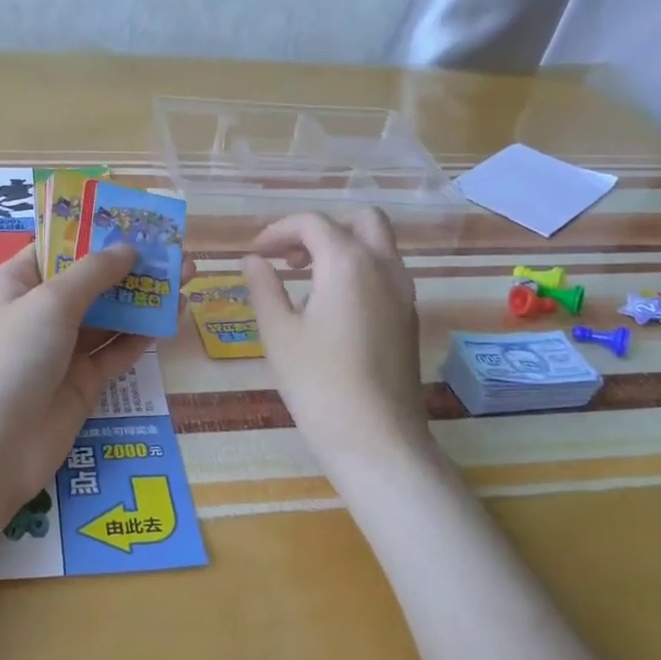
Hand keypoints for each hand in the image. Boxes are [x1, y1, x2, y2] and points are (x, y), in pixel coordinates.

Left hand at [0, 243, 183, 504]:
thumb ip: (94, 273)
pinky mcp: (82, 383)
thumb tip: (129, 248)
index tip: (136, 222)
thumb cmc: (11, 355)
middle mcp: (38, 313)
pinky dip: (142, 335)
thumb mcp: (50, 301)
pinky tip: (173, 318)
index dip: (95, 234)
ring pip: (109, 317)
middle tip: (176, 252)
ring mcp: (62, 350)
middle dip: (131, 267)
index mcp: (17, 283)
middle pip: (90, 282)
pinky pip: (116, 352)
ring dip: (143, 299)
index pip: (58, 248)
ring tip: (187, 278)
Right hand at [242, 210, 431, 467]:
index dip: (279, 230)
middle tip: (289, 257)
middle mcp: (384, 267)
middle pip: (361, 220)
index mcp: (348, 263)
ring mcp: (404, 293)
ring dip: (343, 247)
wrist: (376, 438)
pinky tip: (331, 307)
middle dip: (322, 229)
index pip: (313, 223)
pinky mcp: (409, 318)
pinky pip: (386, 274)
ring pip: (379, 246)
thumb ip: (263, 287)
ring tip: (305, 280)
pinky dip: (359, 270)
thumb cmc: (318, 383)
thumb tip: (251, 260)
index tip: (255, 253)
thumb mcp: (278, 333)